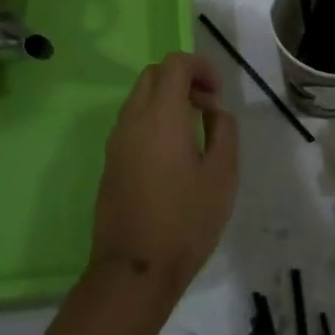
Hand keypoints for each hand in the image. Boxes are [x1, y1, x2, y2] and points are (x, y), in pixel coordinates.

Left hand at [89, 52, 238, 298]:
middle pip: (153, 74)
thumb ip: (224, 131)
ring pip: (140, 97)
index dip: (200, 66)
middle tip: (207, 106)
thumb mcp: (222, 175)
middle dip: (183, 78)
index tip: (218, 92)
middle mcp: (133, 119)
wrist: (133, 271)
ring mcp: (116, 141)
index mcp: (161, 115)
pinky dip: (154, 119)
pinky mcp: (110, 162)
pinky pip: (132, 122)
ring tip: (194, 130)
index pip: (174, 64)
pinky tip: (173, 153)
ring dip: (167, 99)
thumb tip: (214, 111)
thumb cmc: (185, 221)